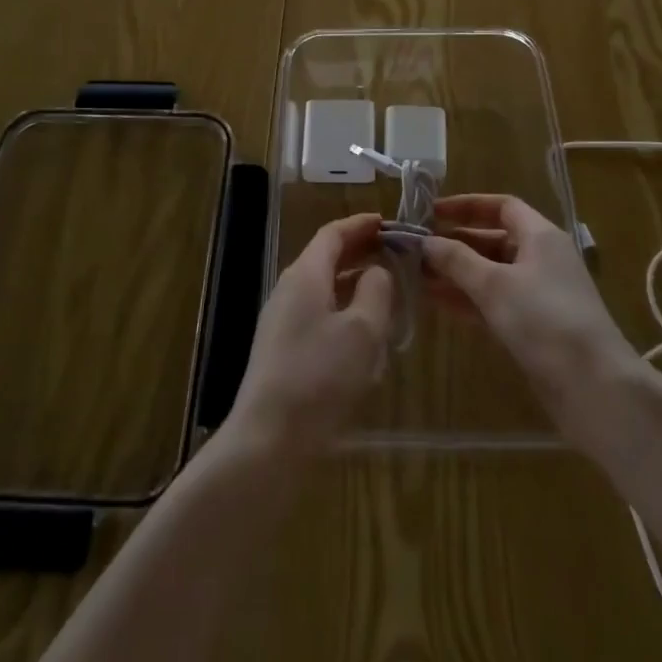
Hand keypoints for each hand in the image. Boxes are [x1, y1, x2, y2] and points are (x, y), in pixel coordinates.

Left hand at [224, 213, 394, 460]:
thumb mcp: (362, 331)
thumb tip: (377, 271)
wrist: (268, 439)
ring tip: (386, 290)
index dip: (361, 225)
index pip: (333, 233)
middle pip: (326, 258)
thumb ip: (376, 291)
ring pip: (323, 288)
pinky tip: (363, 334)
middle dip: (360, 251)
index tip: (388, 222)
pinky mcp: (282, 350)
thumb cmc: (320, 377)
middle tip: (394, 252)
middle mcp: (289, 290)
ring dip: (353, 282)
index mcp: (305, 275)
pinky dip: (343, 310)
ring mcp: (282, 321)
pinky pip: (318, 315)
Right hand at [422, 195, 641, 458]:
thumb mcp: (495, 285)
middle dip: (456, 244)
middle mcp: (542, 259)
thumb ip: (457, 260)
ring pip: (492, 274)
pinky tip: (437, 303)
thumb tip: (426, 241)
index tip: (432, 213)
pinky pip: (495, 302)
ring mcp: (540, 295)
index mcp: (540, 236)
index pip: (502, 206)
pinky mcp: (535, 327)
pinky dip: (468, 300)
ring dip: (457, 274)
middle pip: (494, 240)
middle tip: (417, 250)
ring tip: (417, 277)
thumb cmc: (544, 321)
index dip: (467, 206)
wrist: (595, 389)